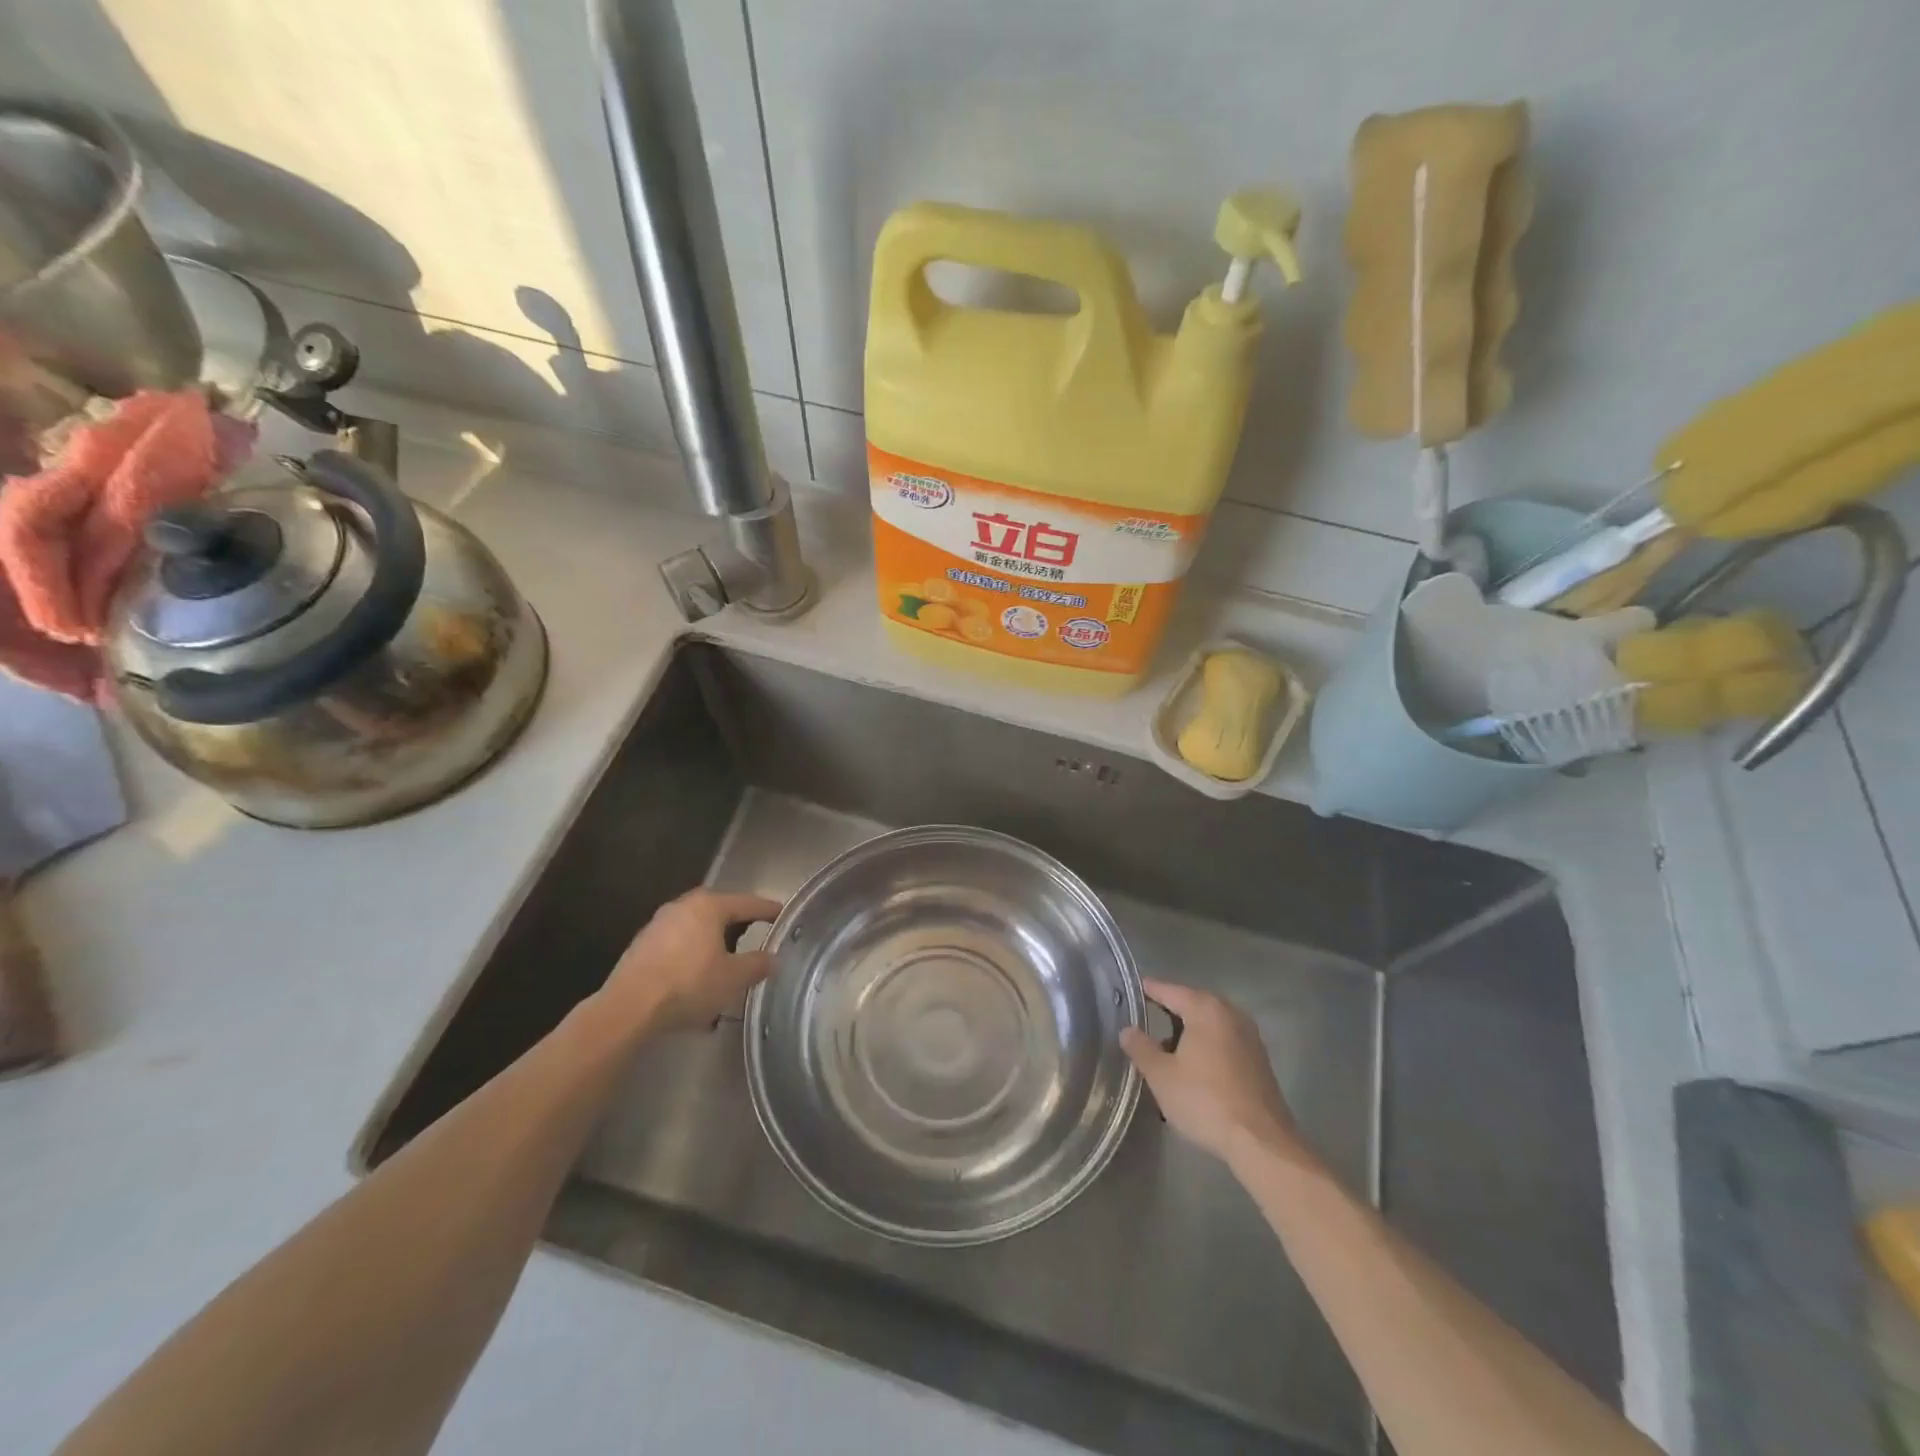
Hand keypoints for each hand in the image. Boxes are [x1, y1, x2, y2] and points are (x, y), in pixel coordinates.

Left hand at [596, 888, 782, 1036]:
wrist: (628, 1009)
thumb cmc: (689, 984)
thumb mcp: (734, 978)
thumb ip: (758, 964)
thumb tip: (773, 958)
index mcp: (709, 906)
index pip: (748, 903)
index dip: (768, 910)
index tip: (783, 915)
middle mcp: (682, 906)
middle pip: (719, 913)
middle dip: (738, 927)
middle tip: (755, 939)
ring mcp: (658, 925)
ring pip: (696, 930)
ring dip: (712, 945)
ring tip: (725, 966)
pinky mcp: (641, 947)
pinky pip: (677, 946)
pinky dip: (691, 958)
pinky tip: (696, 982)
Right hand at [1120, 979, 1310, 1169]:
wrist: (1261, 1142)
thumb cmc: (1205, 1101)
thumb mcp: (1161, 1076)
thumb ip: (1141, 1048)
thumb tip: (1127, 1029)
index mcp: (1205, 1009)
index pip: (1170, 990)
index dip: (1149, 990)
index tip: (1131, 991)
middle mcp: (1230, 1013)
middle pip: (1193, 1003)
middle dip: (1169, 1011)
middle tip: (1145, 1020)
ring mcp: (1249, 1036)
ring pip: (1210, 1023)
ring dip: (1188, 1031)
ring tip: (1166, 1049)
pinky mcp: (1258, 1059)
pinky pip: (1224, 1040)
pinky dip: (1206, 1045)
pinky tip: (1193, 1067)